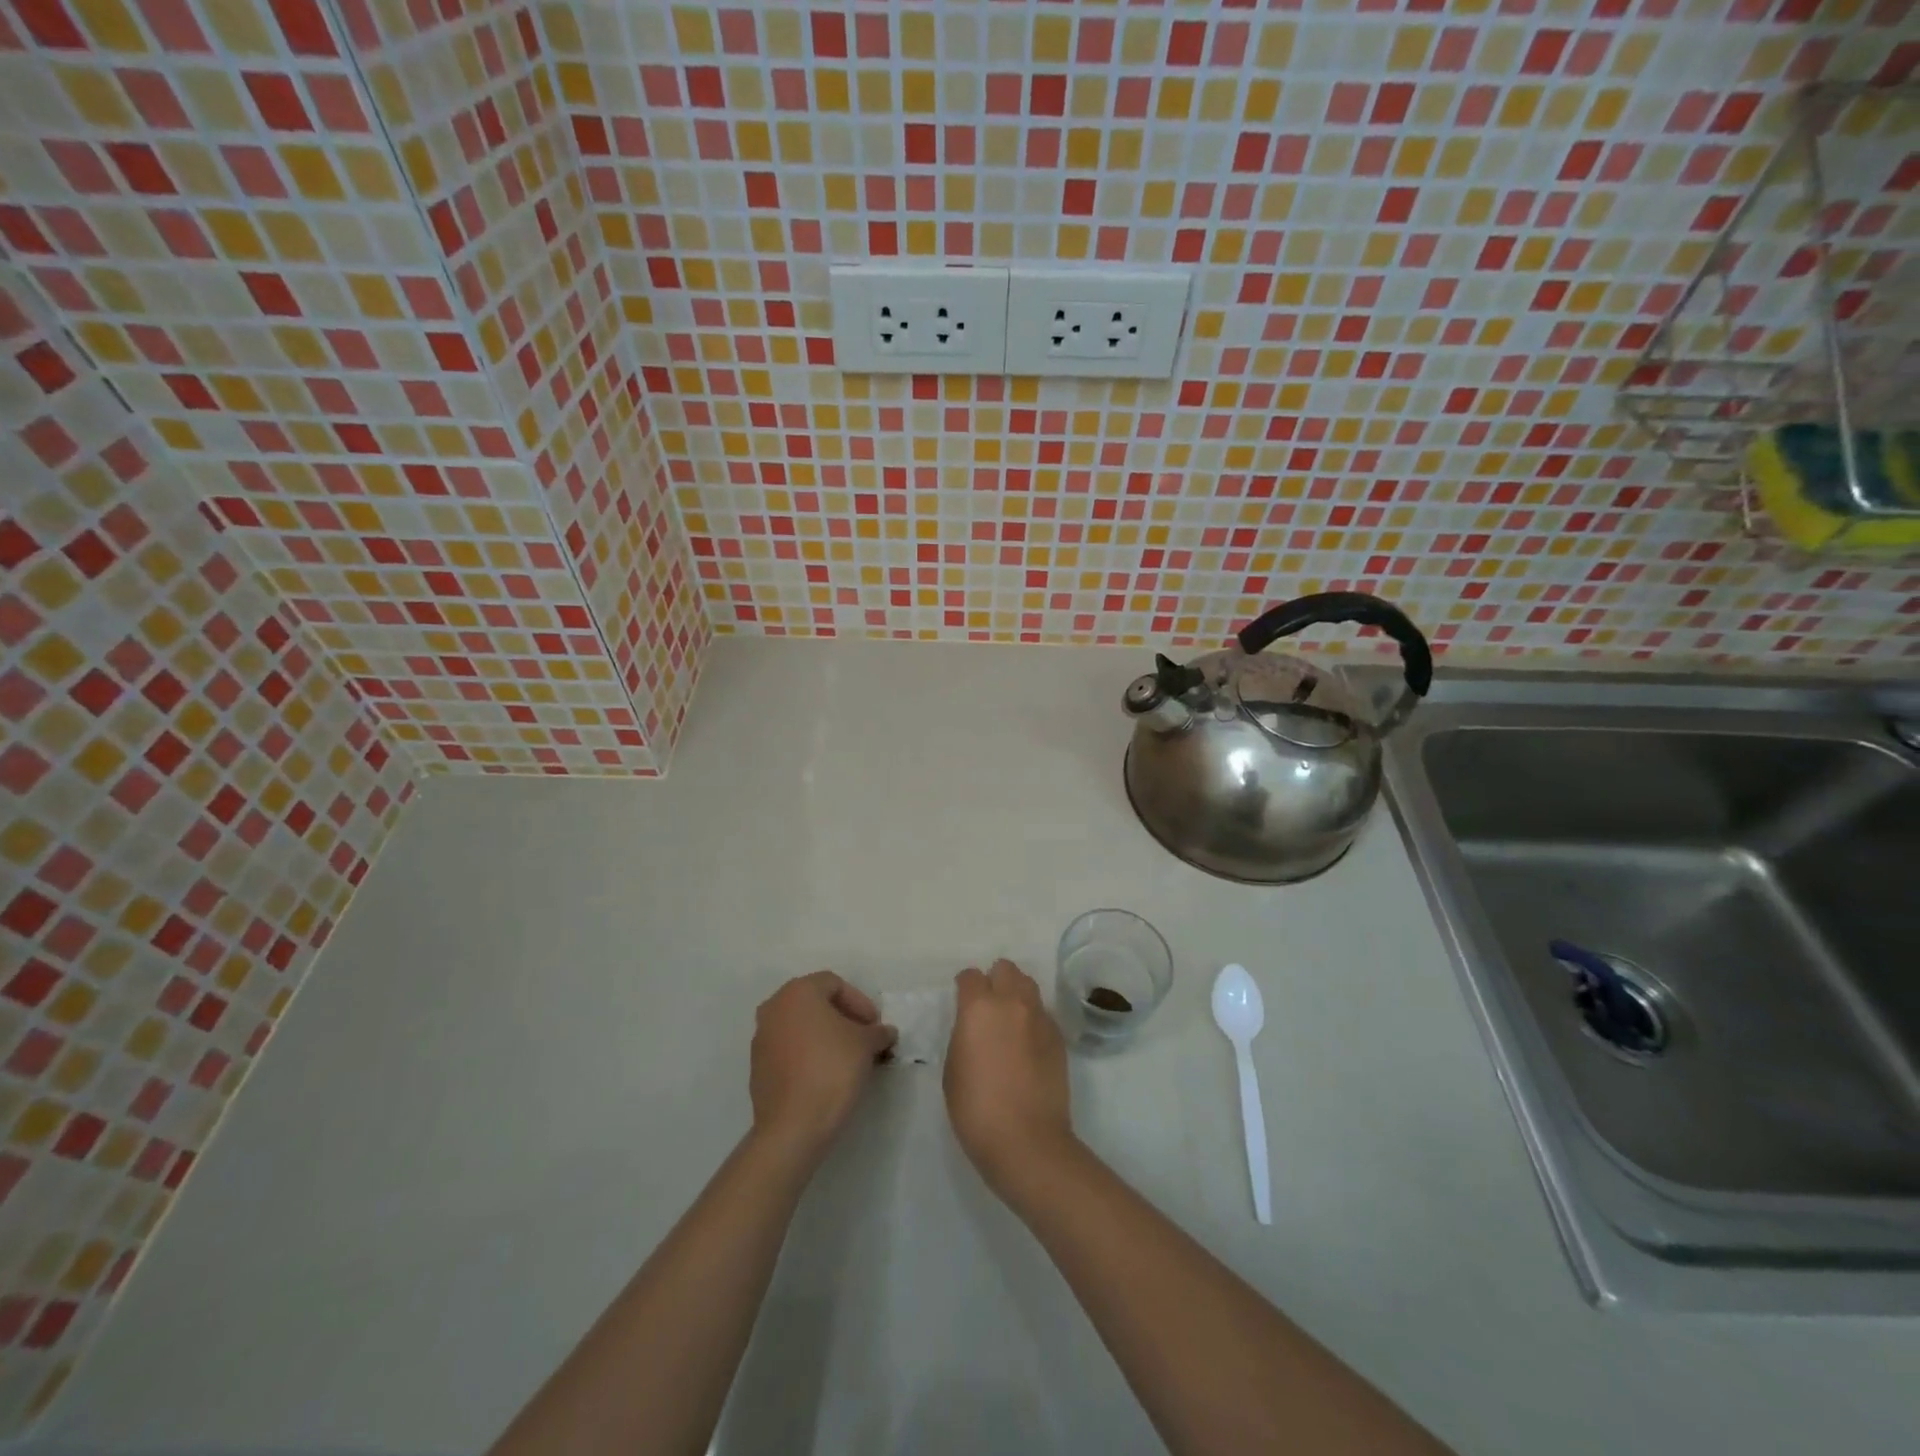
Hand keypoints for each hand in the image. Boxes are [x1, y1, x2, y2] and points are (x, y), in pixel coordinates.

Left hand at [749, 972, 896, 1162]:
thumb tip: (885, 1032)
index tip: (874, 1026)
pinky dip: (808, 1054)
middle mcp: (774, 1008)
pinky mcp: (757, 1068)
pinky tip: (826, 1075)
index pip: (834, 984)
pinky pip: (789, 1050)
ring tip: (848, 1058)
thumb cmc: (832, 1069)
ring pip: (800, 1027)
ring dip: (825, 1036)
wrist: (793, 1126)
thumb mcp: (866, 1044)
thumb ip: (877, 1032)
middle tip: (864, 1038)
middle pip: (815, 1003)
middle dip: (842, 1018)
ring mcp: (761, 1038)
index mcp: (797, 992)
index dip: (860, 1002)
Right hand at [944, 959, 1075, 1196]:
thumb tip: (975, 1027)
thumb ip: (964, 1035)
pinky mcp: (1059, 1037)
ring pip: (1028, 986)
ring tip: (1009, 1019)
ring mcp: (1040, 1017)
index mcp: (979, 1007)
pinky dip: (1032, 1019)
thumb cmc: (976, 1109)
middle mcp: (1012, 1002)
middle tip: (988, 1005)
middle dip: (995, 980)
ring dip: (1016, 994)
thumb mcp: (953, 1068)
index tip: (961, 999)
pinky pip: (1043, 1013)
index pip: (971, 976)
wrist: (1027, 1140)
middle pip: (1006, 969)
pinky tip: (1027, 1044)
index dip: (964, 985)